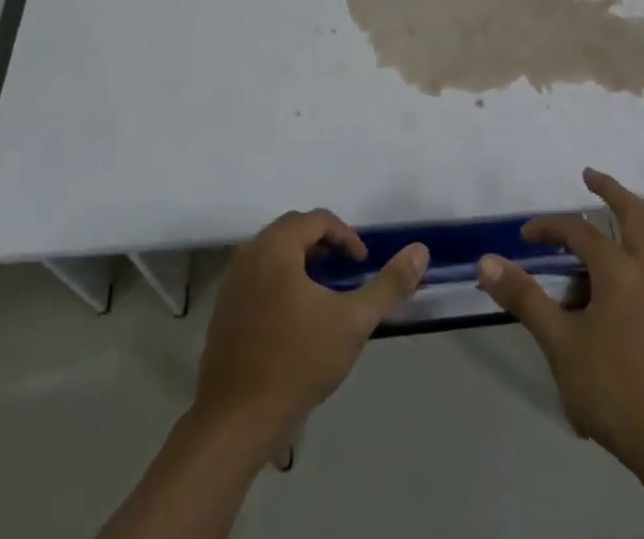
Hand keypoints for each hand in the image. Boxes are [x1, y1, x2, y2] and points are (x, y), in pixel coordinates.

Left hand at [193, 210, 428, 445]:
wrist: (235, 422)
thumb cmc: (297, 362)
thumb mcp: (353, 322)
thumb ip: (389, 285)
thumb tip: (420, 250)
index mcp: (276, 246)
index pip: (318, 219)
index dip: (346, 237)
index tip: (362, 265)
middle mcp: (249, 253)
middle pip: (293, 231)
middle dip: (324, 246)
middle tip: (346, 274)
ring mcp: (231, 282)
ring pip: (274, 254)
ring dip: (302, 263)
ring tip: (324, 296)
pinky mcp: (223, 310)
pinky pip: (257, 278)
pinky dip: (280, 282)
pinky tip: (295, 320)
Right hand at [478, 168, 643, 471]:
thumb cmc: (610, 388)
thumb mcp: (558, 342)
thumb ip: (524, 298)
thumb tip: (487, 261)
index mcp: (617, 271)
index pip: (579, 233)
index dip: (551, 228)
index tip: (527, 236)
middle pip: (636, 216)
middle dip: (613, 191)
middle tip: (593, 177)